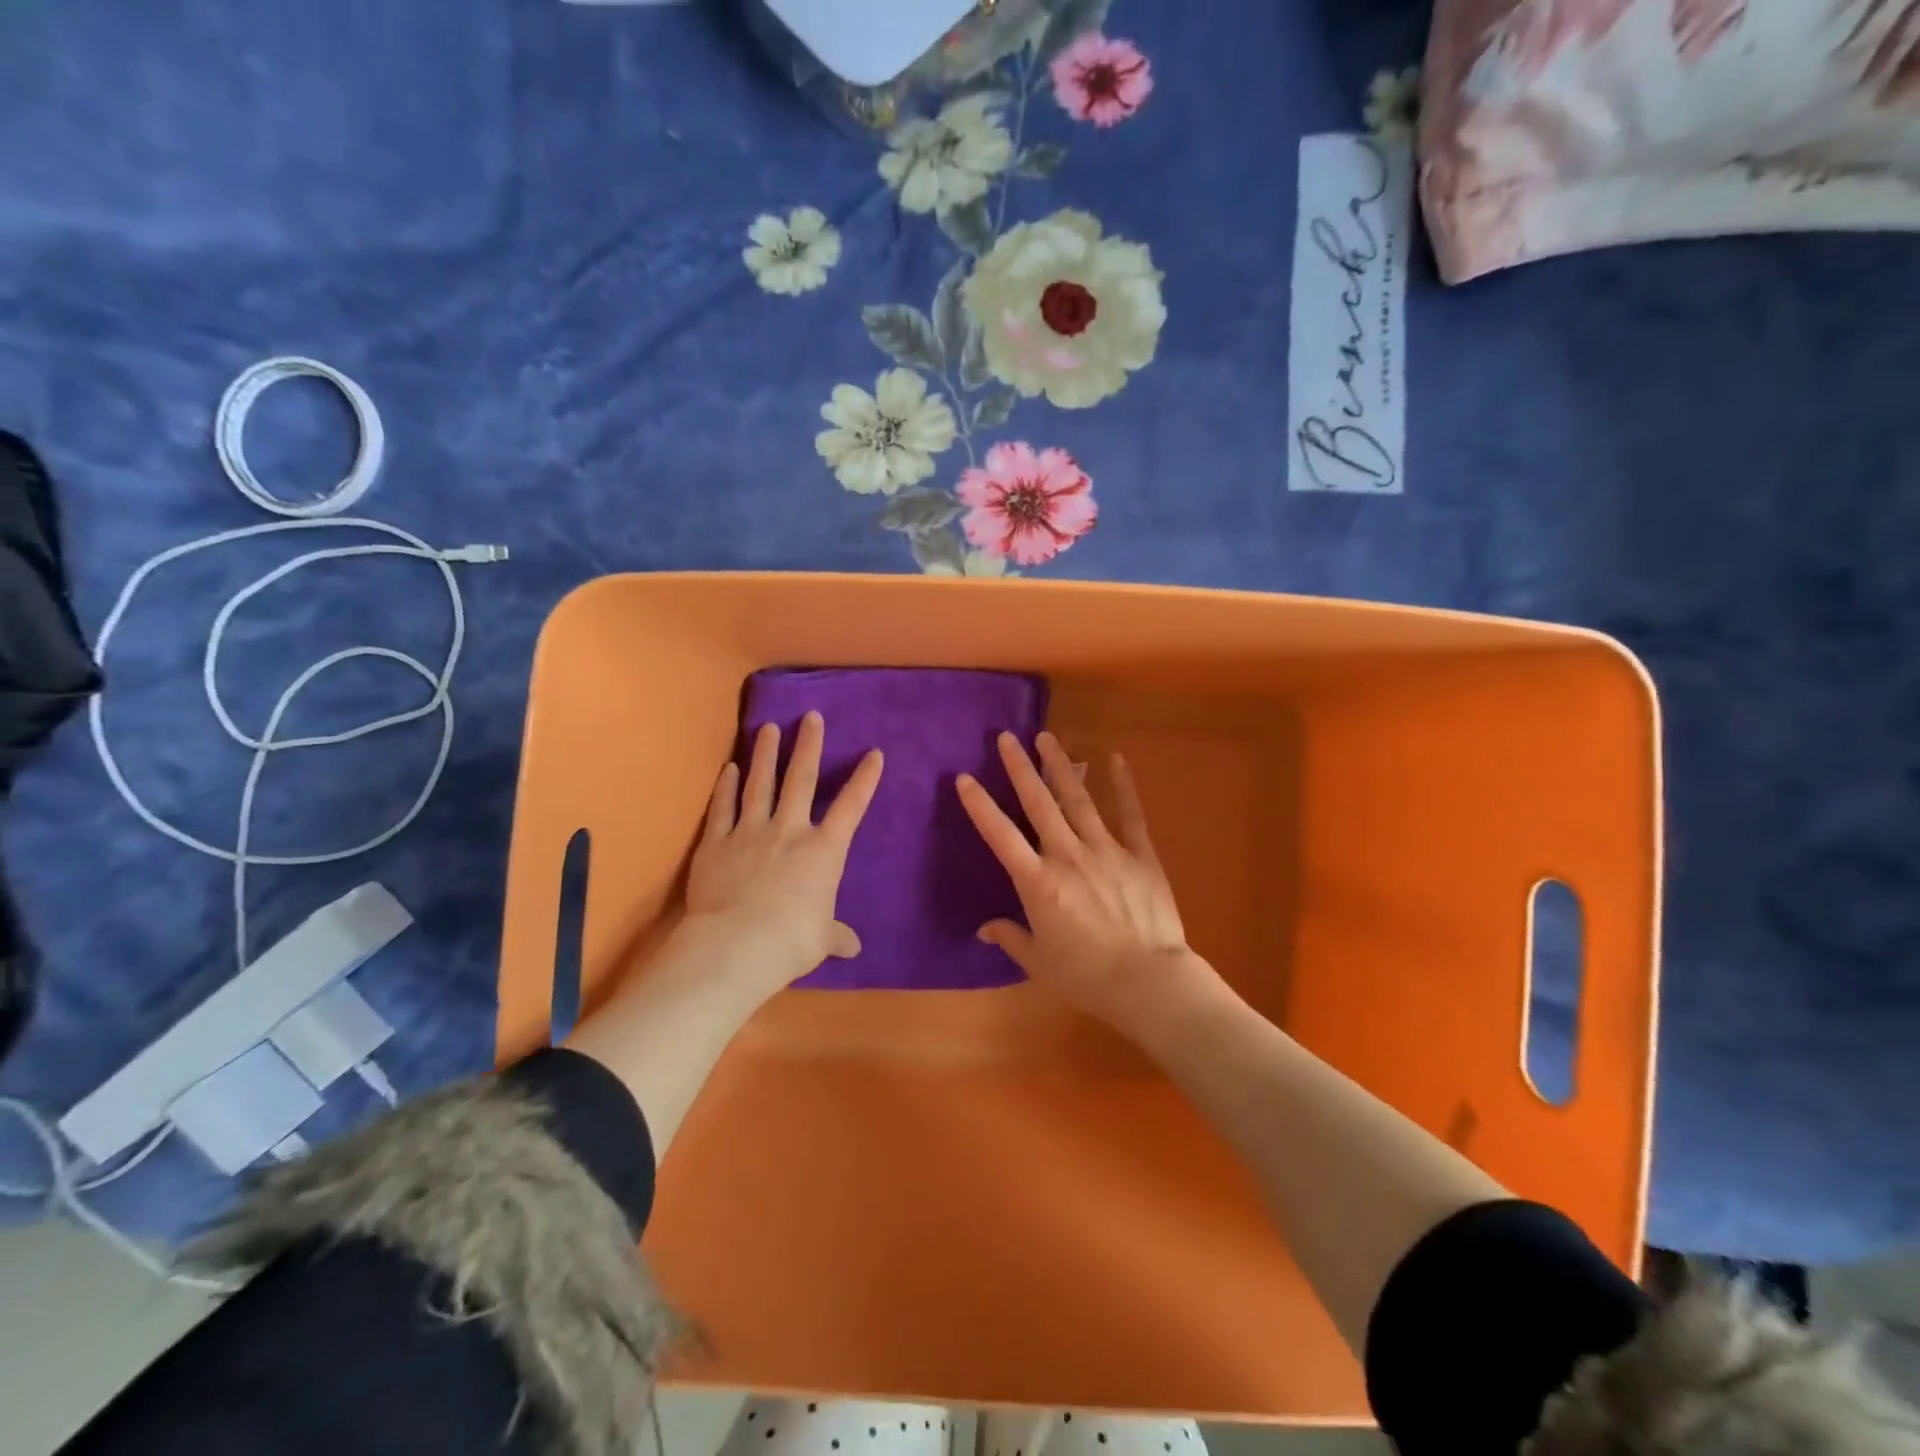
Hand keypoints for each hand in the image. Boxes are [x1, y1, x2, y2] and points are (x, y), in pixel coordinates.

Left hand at [683, 711, 883, 993]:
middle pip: (800, 779)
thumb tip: (852, 947)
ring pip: (760, 783)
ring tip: (768, 727)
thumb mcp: (821, 939)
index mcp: (823, 851)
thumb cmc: (791, 940)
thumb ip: (835, 935)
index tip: (874, 753)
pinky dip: (726, 786)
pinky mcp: (716, 842)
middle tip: (811, 717)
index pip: (851, 807)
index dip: (864, 779)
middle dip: (809, 746)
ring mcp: (749, 832)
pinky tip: (729, 768)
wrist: (736, 945)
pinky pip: (722, 807)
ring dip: (765, 753)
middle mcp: (789, 831)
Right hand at [955, 731, 1223, 1040]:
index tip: (964, 778)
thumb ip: (1011, 938)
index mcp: (1039, 882)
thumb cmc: (1088, 976)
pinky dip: (1123, 785)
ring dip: (1060, 766)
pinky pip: (1131, 813)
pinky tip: (1115, 758)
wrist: (1149, 981)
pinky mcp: (1140, 854)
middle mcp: (1068, 856)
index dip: (980, 806)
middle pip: (1038, 804)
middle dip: (1020, 768)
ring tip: (1046, 738)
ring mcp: (1106, 850)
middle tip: (1006, 737)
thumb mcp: (1039, 962)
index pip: (1001, 836)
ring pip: (1078, 799)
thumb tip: (985, 929)